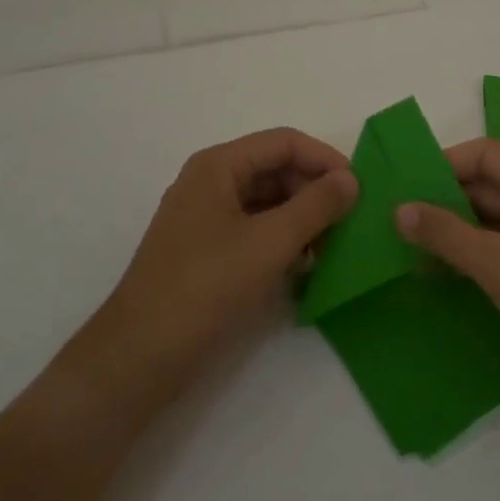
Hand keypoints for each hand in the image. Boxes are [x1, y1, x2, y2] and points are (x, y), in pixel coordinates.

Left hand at [98, 128, 356, 384]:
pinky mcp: (209, 253)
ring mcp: (207, 219)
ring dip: (303, 219)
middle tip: (350, 223)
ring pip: (269, 202)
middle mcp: (211, 183)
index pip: (284, 142)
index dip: (325, 159)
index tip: (360, 189)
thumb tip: (351, 179)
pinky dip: (284, 242)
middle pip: (276, 170)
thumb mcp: (270, 242)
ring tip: (333, 248)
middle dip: (315, 191)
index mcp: (218, 166)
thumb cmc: (206, 287)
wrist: (139, 357)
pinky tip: (306, 267)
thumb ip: (316, 206)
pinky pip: (256, 231)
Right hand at [394, 138, 499, 420]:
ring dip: (452, 232)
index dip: (445, 162)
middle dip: (442, 199)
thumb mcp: (499, 264)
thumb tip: (399, 209)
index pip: (487, 154)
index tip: (404, 184)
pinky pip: (497, 253)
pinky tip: (435, 274)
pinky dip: (468, 257)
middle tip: (394, 218)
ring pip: (489, 223)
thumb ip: (447, 234)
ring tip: (405, 247)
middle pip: (486, 187)